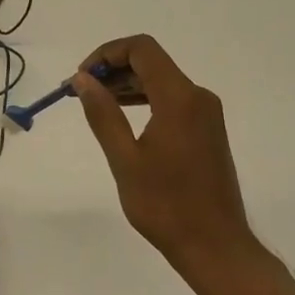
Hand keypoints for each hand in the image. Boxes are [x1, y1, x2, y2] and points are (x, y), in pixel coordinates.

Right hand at [73, 35, 260, 273]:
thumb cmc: (165, 204)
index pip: (142, 49)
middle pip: (151, 62)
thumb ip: (102, 113)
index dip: (107, 53)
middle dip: (113, 69)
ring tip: (94, 104)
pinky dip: (144, 100)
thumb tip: (82, 79)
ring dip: (126, 85)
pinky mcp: (207, 129)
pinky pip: (172, 99)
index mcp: (179, 98)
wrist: (214, 244)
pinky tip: (122, 117)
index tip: (82, 78)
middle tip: (80, 92)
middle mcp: (198, 97)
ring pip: (161, 81)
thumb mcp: (124, 159)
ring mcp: (206, 113)